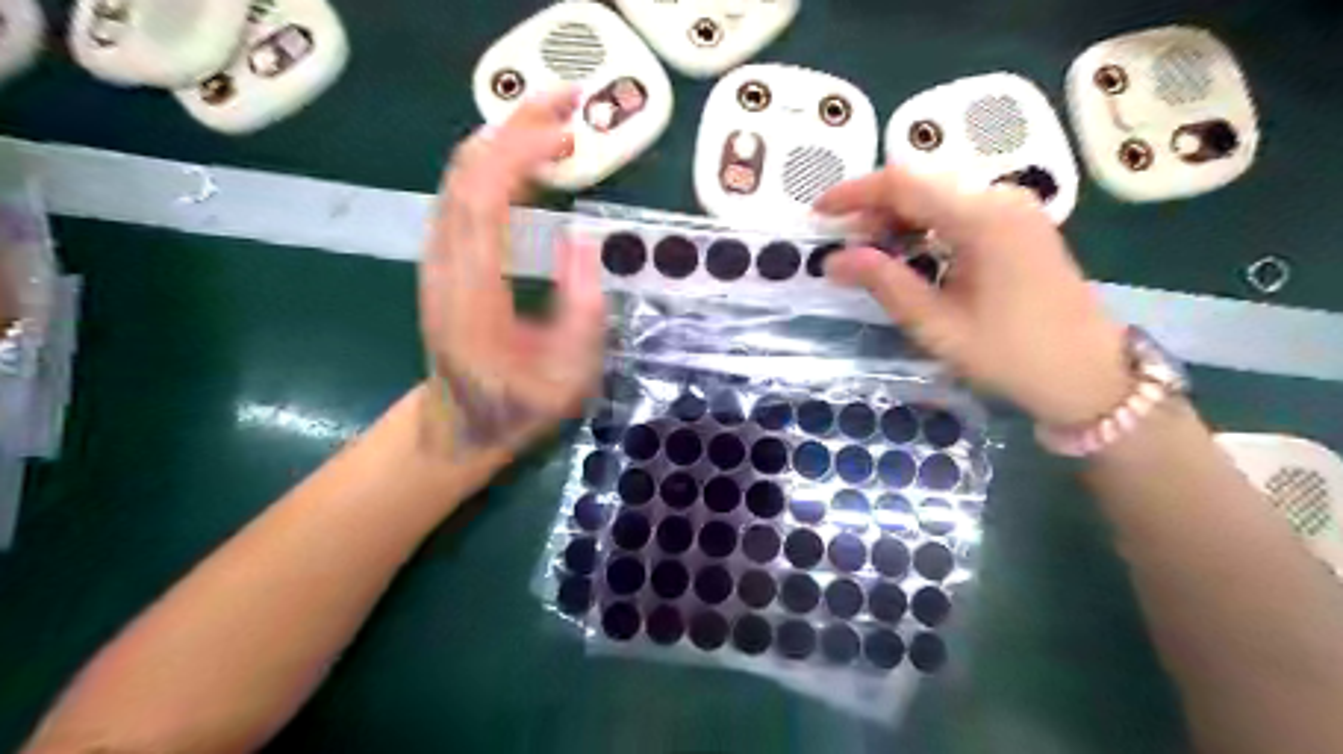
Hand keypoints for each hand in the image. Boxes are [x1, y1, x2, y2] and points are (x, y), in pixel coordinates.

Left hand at [423, 89, 606, 451]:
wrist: (459, 425)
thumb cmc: (517, 407)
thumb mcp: (569, 377)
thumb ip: (582, 312)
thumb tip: (582, 239)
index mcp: (472, 293)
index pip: (483, 199)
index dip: (521, 154)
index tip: (569, 133)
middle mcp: (444, 265)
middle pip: (465, 173)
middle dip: (515, 127)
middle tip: (570, 104)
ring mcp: (439, 259)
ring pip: (460, 177)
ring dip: (505, 140)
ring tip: (558, 126)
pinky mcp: (445, 259)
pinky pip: (464, 195)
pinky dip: (496, 165)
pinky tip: (529, 162)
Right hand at [818, 172, 1130, 428]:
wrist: (1089, 374)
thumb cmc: (1010, 355)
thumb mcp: (937, 325)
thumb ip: (884, 283)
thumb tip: (833, 260)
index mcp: (982, 218)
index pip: (903, 184)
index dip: (854, 193)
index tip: (818, 213)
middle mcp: (1001, 198)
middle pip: (922, 184)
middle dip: (874, 209)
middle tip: (843, 247)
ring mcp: (1014, 209)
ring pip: (939, 196)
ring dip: (898, 219)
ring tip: (869, 256)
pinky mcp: (1019, 224)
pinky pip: (959, 211)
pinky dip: (925, 227)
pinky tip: (909, 255)